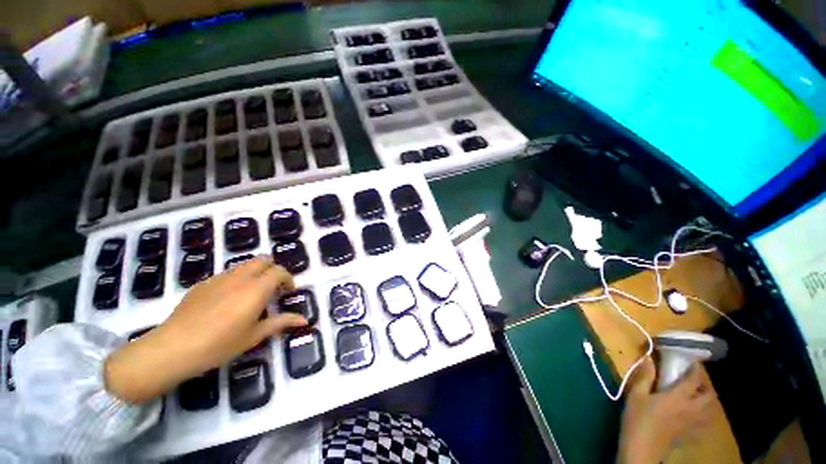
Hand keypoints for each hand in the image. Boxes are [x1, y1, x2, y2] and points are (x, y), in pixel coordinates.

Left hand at [104, 257, 306, 403]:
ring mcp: (219, 278)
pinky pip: (227, 274)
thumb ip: (281, 323)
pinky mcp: (203, 283)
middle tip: (272, 289)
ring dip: (255, 273)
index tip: (287, 292)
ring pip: (245, 264)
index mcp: (256, 289)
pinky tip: (227, 301)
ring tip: (251, 295)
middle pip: (263, 260)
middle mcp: (240, 277)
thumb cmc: (219, 345)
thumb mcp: (254, 336)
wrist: (172, 349)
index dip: (288, 279)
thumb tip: (304, 320)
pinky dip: (237, 279)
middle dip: (273, 270)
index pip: (280, 271)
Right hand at [617, 358, 716, 463]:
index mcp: (679, 397)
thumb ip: (645, 376)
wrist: (642, 448)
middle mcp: (692, 409)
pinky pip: (705, 425)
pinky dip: (704, 418)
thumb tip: (650, 358)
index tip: (692, 361)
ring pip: (710, 411)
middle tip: (696, 380)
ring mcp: (693, 424)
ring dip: (707, 401)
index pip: (694, 380)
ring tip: (698, 397)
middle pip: (709, 396)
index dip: (695, 369)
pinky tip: (696, 418)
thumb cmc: (638, 418)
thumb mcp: (636, 394)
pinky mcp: (691, 435)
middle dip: (706, 386)